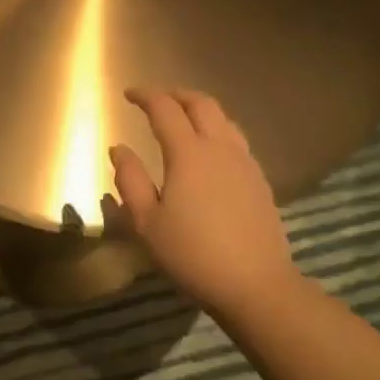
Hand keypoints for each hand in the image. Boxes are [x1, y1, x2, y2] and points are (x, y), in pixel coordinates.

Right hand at [109, 88, 300, 318]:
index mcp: (189, 153)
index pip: (165, 108)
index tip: (128, 94)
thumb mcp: (147, 222)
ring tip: (184, 119)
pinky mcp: (260, 180)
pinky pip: (236, 139)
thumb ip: (130, 180)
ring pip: (223, 119)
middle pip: (201, 103)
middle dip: (176, 94)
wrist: (256, 285)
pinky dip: (217, 129)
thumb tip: (119, 149)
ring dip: (200, 109)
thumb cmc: (193, 254)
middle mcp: (220, 147)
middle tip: (157, 100)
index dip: (145, 96)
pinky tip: (210, 151)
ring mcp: (245, 162)